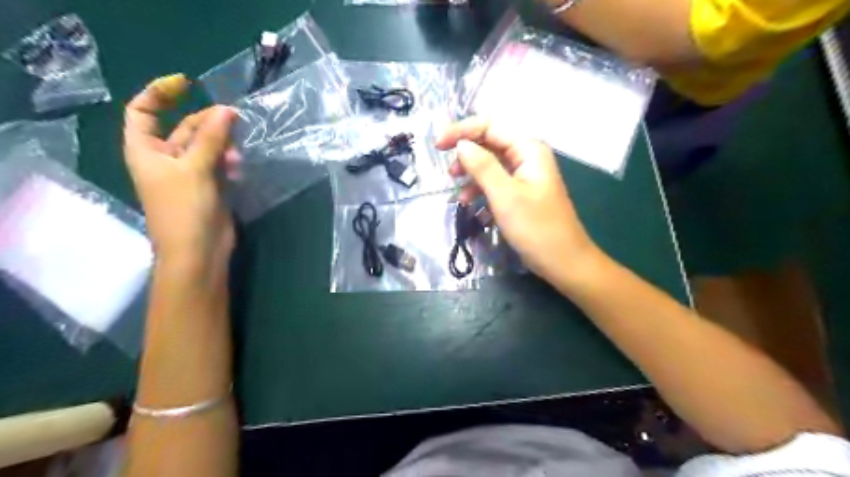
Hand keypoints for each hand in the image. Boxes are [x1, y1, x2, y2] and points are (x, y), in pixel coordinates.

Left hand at [123, 72, 236, 267]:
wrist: (198, 250)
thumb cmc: (185, 209)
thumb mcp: (194, 169)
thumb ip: (211, 138)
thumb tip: (227, 110)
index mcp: (146, 150)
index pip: (143, 111)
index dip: (159, 93)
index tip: (187, 84)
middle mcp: (165, 158)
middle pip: (184, 127)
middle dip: (207, 122)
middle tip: (235, 118)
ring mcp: (189, 173)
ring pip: (206, 145)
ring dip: (223, 145)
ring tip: (237, 155)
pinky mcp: (209, 185)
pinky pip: (219, 163)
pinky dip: (229, 161)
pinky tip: (239, 168)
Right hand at [441, 116, 599, 284]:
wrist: (564, 262)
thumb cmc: (536, 228)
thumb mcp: (505, 196)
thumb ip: (482, 166)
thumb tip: (461, 144)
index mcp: (528, 149)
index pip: (490, 125)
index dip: (461, 131)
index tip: (437, 146)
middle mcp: (527, 157)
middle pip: (490, 144)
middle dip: (466, 156)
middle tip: (448, 174)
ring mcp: (525, 176)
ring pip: (491, 166)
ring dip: (472, 178)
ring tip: (459, 197)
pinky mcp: (521, 194)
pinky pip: (496, 184)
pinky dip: (482, 193)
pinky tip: (472, 209)